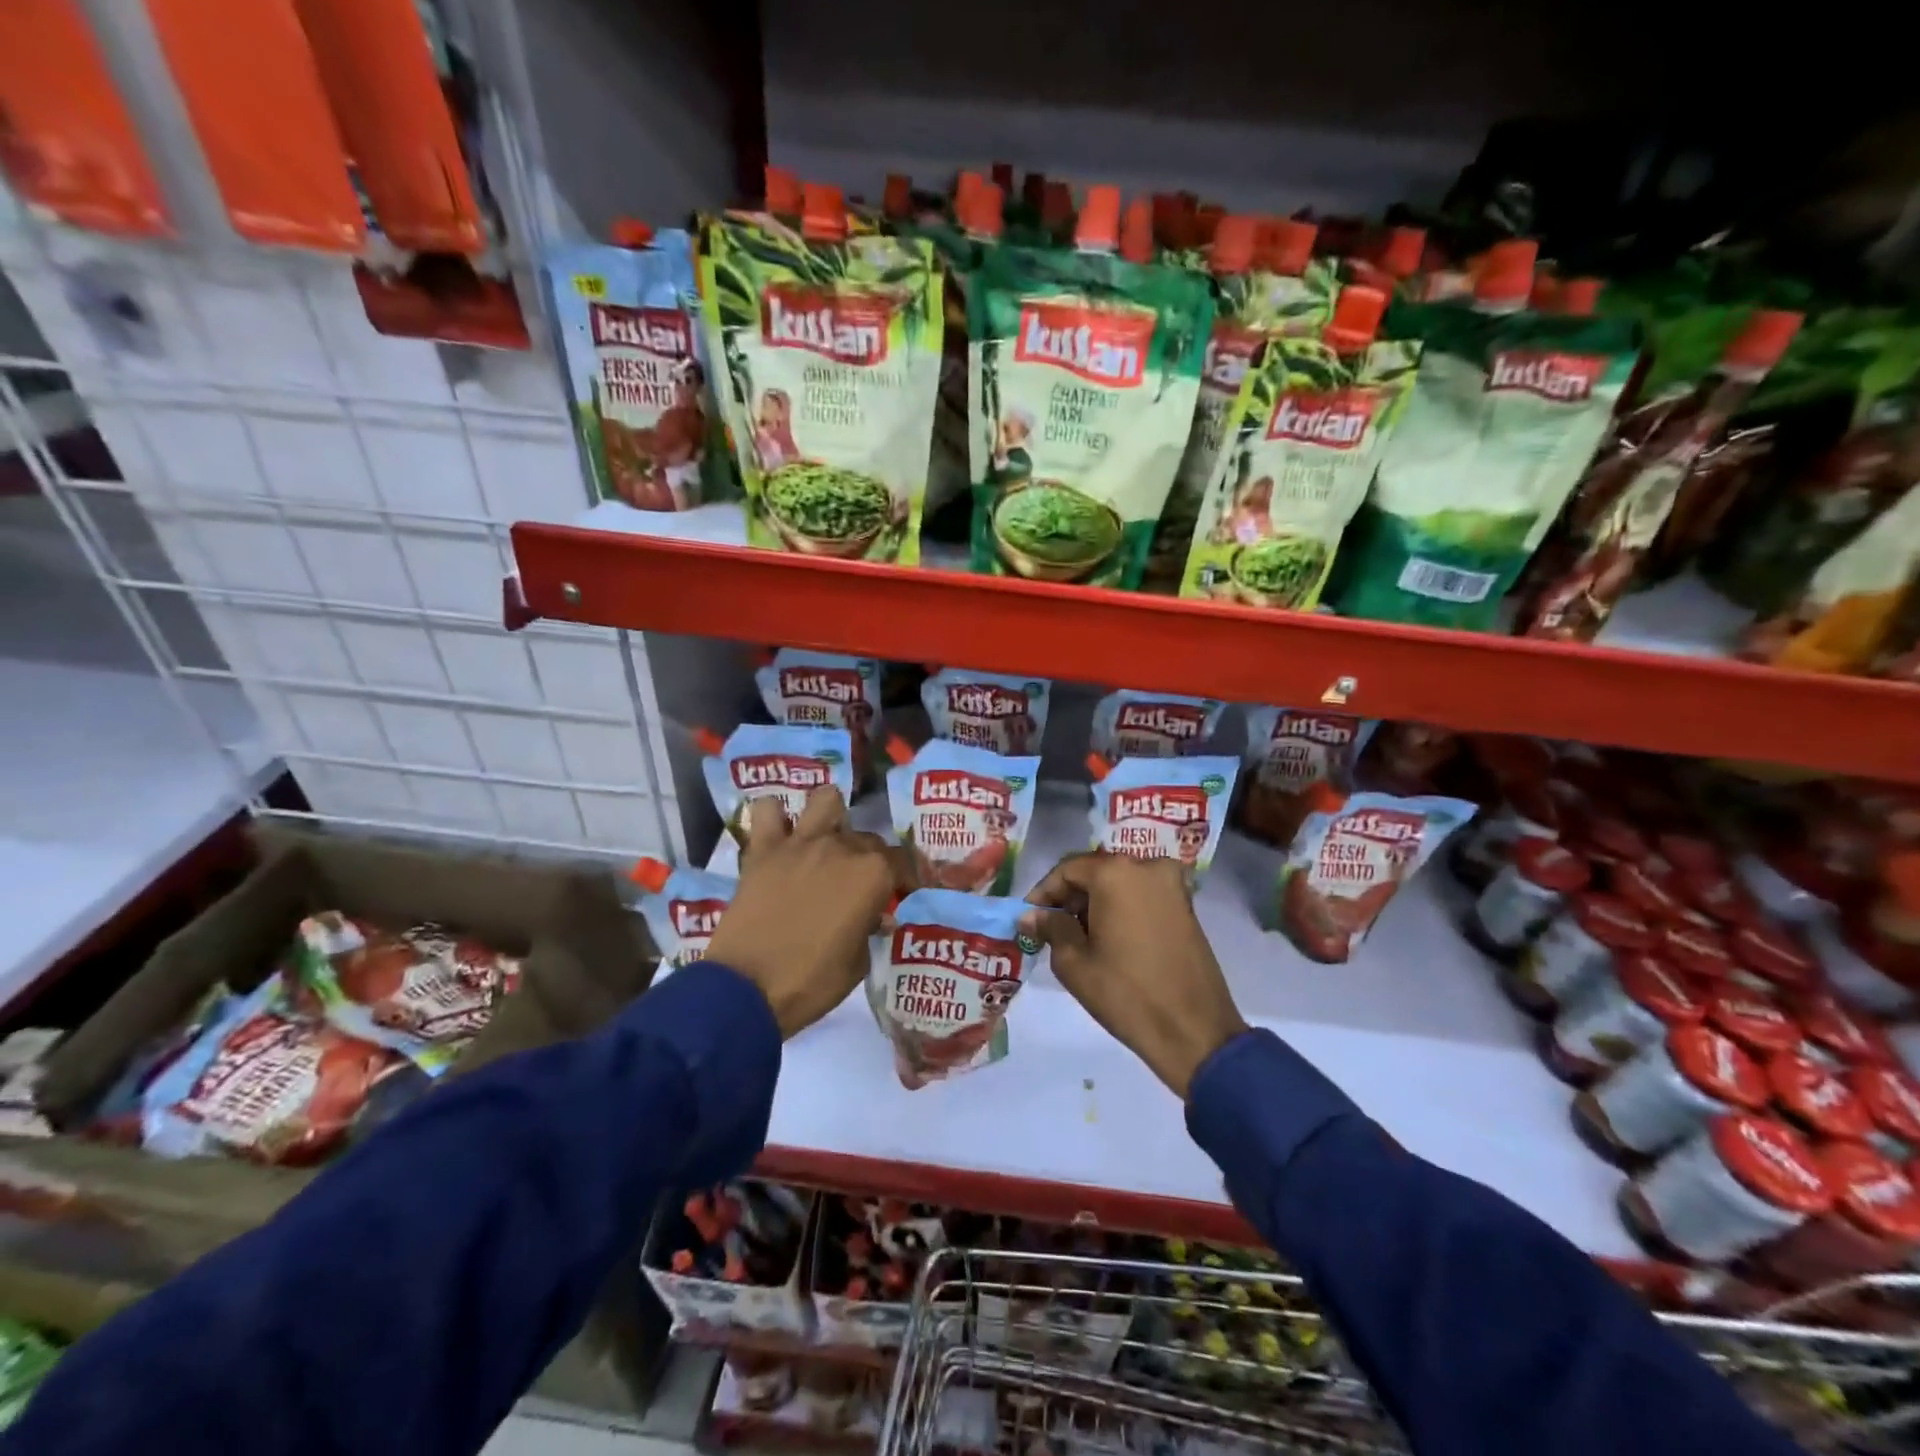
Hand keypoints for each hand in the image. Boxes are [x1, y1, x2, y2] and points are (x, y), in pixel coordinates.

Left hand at [705, 788, 911, 1037]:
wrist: (746, 989)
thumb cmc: (811, 982)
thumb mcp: (857, 964)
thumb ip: (868, 930)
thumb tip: (871, 917)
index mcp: (872, 875)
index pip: (902, 863)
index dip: (905, 880)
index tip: (901, 896)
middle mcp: (841, 848)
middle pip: (868, 838)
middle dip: (871, 860)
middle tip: (862, 887)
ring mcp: (800, 843)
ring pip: (825, 801)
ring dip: (830, 817)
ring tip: (826, 840)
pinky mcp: (763, 850)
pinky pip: (766, 812)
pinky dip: (774, 818)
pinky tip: (779, 835)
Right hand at [1021, 852, 1246, 1099]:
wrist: (1195, 1032)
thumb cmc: (1126, 994)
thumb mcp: (1075, 962)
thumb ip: (1050, 928)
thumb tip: (1030, 915)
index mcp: (1117, 873)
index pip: (1067, 869)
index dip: (1043, 892)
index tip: (1028, 918)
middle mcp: (1147, 866)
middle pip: (1096, 872)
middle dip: (1070, 897)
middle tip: (1050, 929)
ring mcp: (1172, 885)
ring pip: (1120, 882)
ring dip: (1096, 903)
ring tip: (1078, 938)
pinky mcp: (1186, 905)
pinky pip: (1142, 895)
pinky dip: (1121, 908)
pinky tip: (1109, 939)